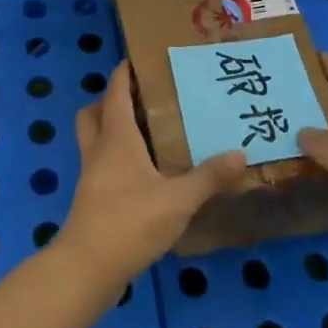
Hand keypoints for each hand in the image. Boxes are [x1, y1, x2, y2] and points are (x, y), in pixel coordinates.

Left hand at [55, 61, 250, 292]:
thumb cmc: (130, 222)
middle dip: (110, 100)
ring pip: (94, 139)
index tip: (139, 58)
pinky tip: (144, 173)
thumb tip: (240, 153)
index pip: (115, 93)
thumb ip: (208, 177)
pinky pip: (100, 165)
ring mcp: (91, 176)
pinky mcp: (91, 200)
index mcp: (116, 138)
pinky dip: (116, 159)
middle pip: (94, 112)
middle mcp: (99, 150)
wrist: (87, 269)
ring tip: (147, 132)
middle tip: (141, 99)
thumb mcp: (178, 200)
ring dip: (112, 129)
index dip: (123, 73)